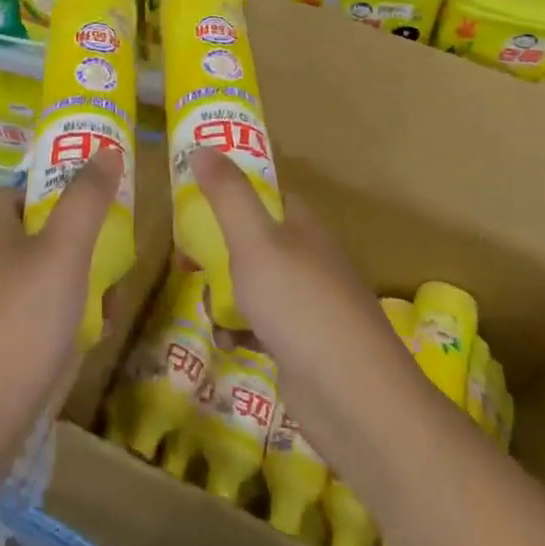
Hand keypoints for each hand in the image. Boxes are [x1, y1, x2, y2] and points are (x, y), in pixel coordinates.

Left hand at [0, 149, 122, 445]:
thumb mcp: (64, 248)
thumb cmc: (24, 317)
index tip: (88, 199)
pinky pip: (40, 311)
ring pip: (44, 274)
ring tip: (113, 296)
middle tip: (114, 248)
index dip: (50, 187)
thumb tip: (106, 150)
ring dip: (81, 280)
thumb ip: (86, 198)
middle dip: (79, 240)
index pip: (16, 190)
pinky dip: (69, 314)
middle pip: (36, 231)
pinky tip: (97, 331)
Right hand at [190, 147, 421, 456]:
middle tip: (189, 262)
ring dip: (227, 294)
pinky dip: (242, 331)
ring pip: (257, 285)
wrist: (354, 398)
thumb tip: (203, 146)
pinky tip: (228, 342)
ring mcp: (310, 305)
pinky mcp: (305, 346)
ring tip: (206, 306)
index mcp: (304, 227)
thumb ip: (228, 196)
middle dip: (221, 251)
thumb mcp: (255, 242)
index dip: (234, 193)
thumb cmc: (300, 306)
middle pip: (257, 241)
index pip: (269, 195)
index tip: (197, 201)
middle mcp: (310, 259)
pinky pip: (263, 327)